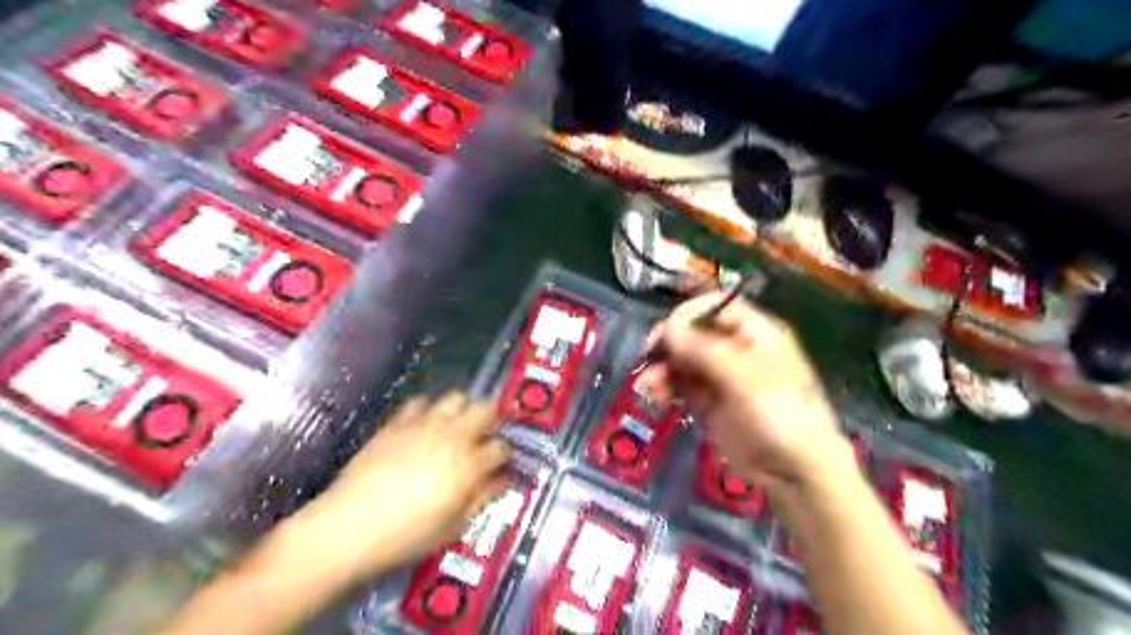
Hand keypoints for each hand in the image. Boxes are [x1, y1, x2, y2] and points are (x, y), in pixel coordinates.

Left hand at [282, 395, 512, 583]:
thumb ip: (482, 498)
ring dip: (462, 409)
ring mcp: (424, 425)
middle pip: (485, 409)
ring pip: (456, 398)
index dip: (504, 454)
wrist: (348, 528)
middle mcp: (452, 437)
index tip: (499, 462)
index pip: (501, 447)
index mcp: (470, 465)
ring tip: (455, 425)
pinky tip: (423, 425)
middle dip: (491, 419)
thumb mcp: (453, 527)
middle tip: (483, 435)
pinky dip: (427, 409)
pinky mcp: (397, 423)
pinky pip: (420, 401)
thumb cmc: (406, 536)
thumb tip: (504, 480)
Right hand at [644, 295, 848, 487]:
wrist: (795, 471)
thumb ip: (704, 350)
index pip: (715, 306)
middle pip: (693, 332)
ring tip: (648, 386)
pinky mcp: (709, 401)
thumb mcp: (744, 378)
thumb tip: (668, 327)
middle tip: (649, 357)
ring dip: (662, 368)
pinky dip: (665, 387)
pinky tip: (654, 396)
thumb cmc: (780, 415)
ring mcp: (721, 375)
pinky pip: (681, 384)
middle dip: (669, 344)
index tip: (666, 333)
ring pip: (682, 359)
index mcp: (754, 332)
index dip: (688, 314)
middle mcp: (736, 348)